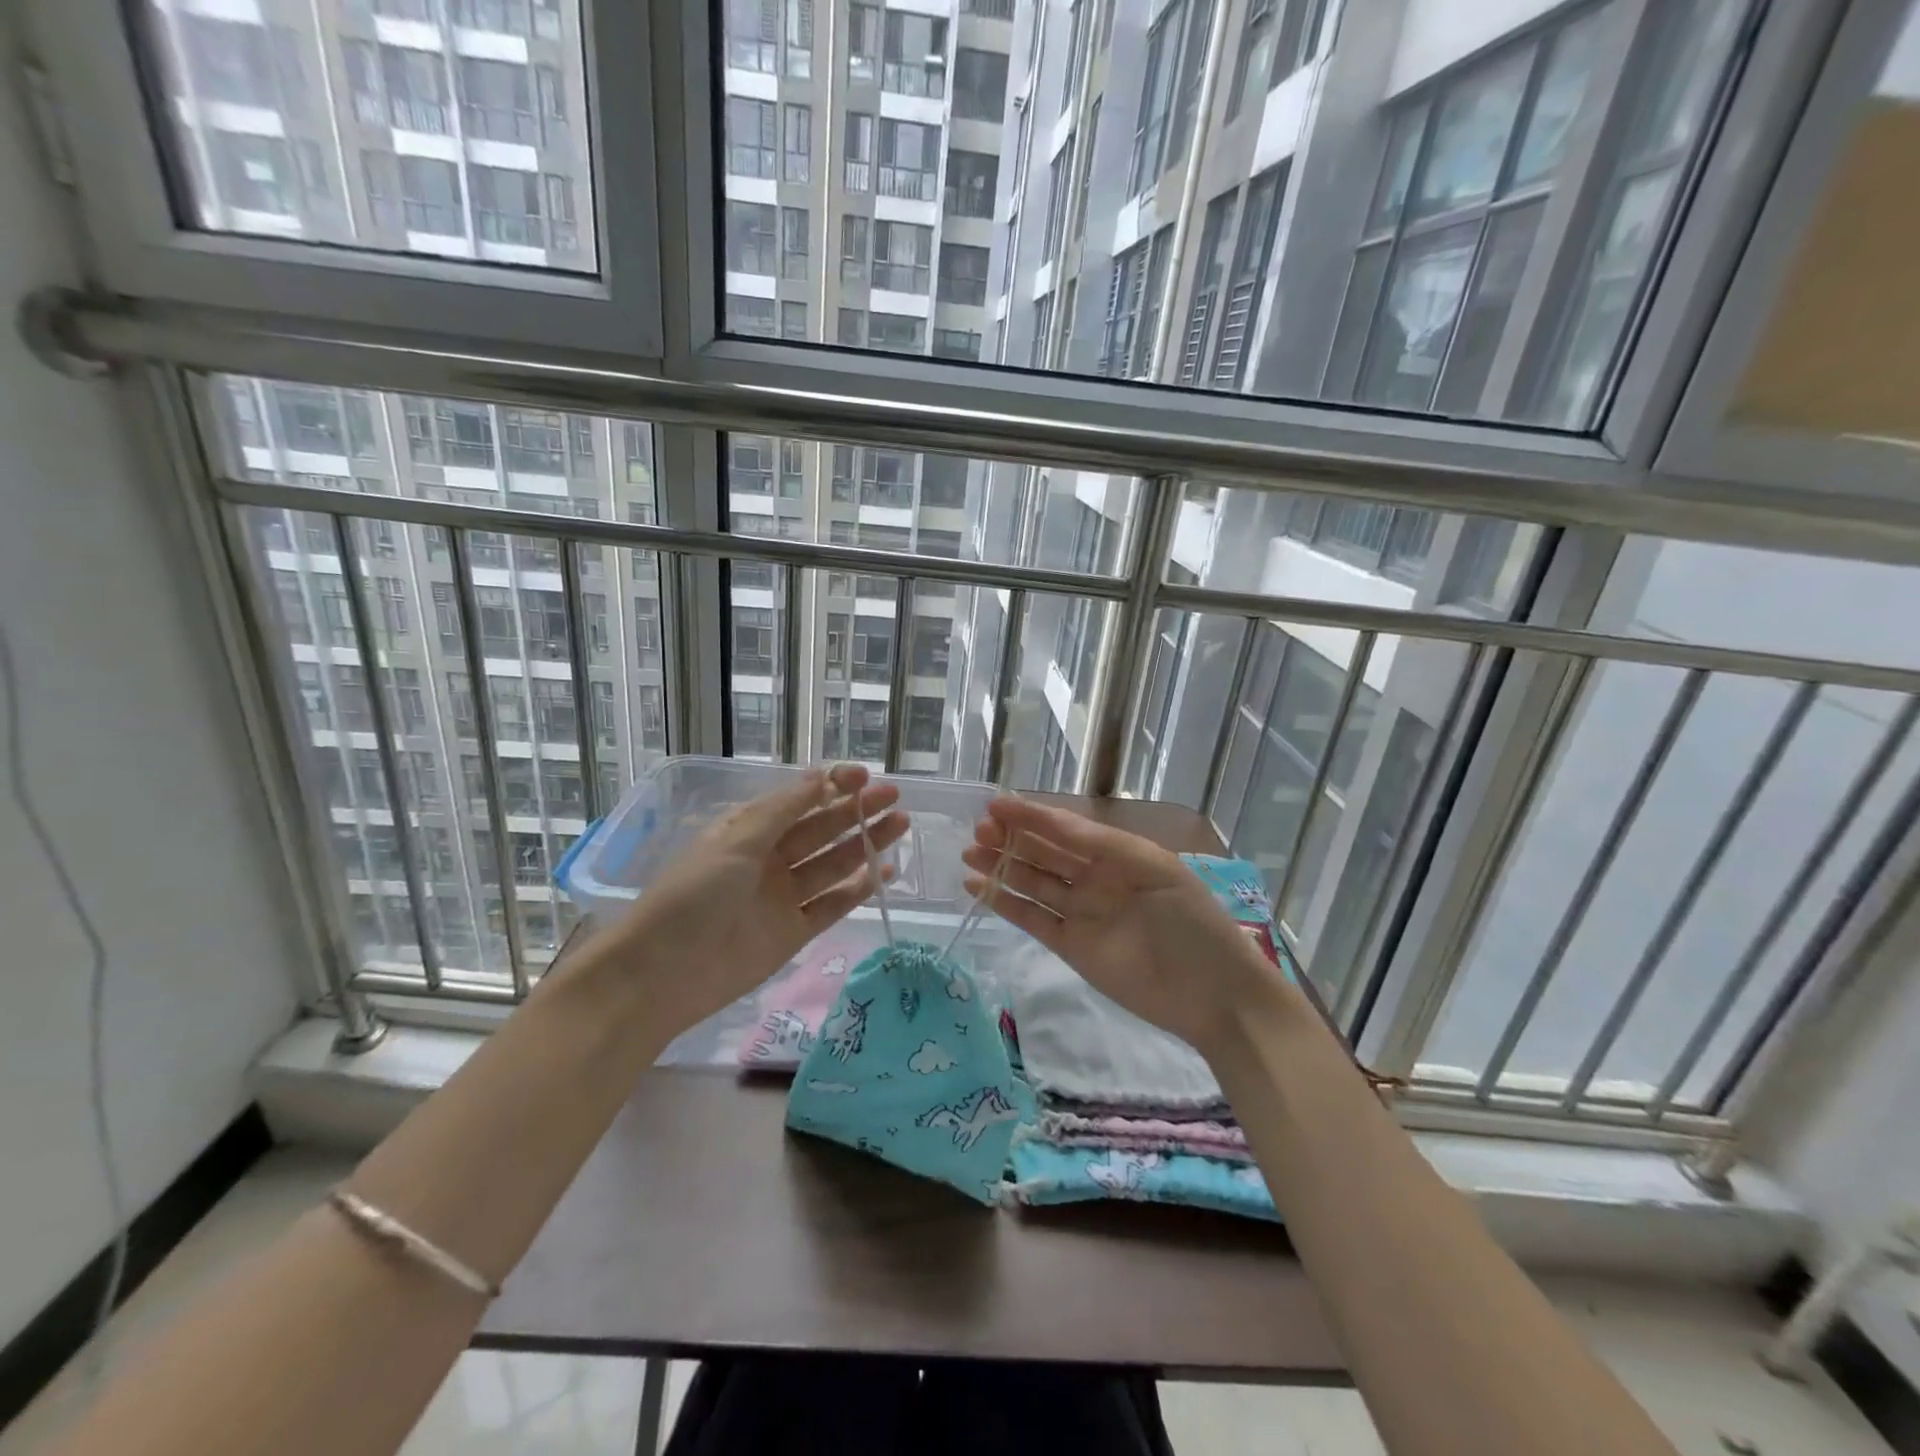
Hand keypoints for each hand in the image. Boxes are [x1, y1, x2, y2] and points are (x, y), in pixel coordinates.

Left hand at [609, 763, 906, 1033]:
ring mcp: (783, 896)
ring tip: (900, 824)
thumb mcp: (734, 842)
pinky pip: (832, 904)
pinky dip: (858, 889)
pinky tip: (884, 872)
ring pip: (833, 863)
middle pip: (821, 829)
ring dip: (865, 844)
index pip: (798, 800)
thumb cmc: (693, 896)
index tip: (864, 777)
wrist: (661, 975)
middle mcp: (769, 858)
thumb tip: (820, 777)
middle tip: (893, 797)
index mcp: (749, 830)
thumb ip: (782, 811)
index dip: (831, 786)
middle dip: (856, 811)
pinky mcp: (794, 932)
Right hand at [961, 797, 1280, 1056]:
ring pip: (1032, 883)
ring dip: (1001, 867)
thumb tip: (1053, 822)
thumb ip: (1102, 846)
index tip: (996, 805)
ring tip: (968, 854)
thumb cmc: (1191, 922)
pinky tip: (977, 888)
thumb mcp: (1155, 869)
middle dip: (1011, 838)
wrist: (1214, 994)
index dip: (1032, 815)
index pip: (1066, 828)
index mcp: (1117, 854)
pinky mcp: (1070, 946)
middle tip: (977, 830)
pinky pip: (1032, 919)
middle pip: (1045, 852)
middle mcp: (1094, 878)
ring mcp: (1080, 913)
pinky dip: (1004, 903)